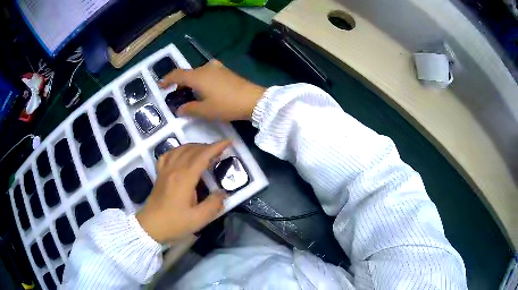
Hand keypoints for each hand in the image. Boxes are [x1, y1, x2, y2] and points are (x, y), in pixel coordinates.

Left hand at [136, 140, 230, 243]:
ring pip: (180, 149)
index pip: (202, 156)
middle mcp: (174, 169)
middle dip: (208, 146)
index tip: (228, 142)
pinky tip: (182, 154)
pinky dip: (178, 150)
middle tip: (220, 151)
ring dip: (195, 146)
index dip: (216, 147)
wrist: (150, 226)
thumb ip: (214, 205)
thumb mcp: (198, 219)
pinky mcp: (160, 174)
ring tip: (205, 151)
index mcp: (184, 178)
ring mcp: (165, 170)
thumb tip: (223, 193)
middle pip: (192, 150)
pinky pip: (168, 155)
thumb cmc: (174, 223)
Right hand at [160, 60, 265, 120]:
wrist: (254, 100)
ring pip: (198, 73)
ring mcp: (217, 68)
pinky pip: (207, 74)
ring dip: (191, 83)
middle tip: (176, 96)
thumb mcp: (205, 111)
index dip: (167, 79)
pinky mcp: (225, 71)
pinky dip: (201, 81)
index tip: (161, 86)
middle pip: (188, 73)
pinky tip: (204, 91)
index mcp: (197, 76)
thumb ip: (189, 109)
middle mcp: (205, 68)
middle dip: (180, 84)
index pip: (177, 74)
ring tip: (190, 95)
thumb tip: (179, 109)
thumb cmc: (227, 105)